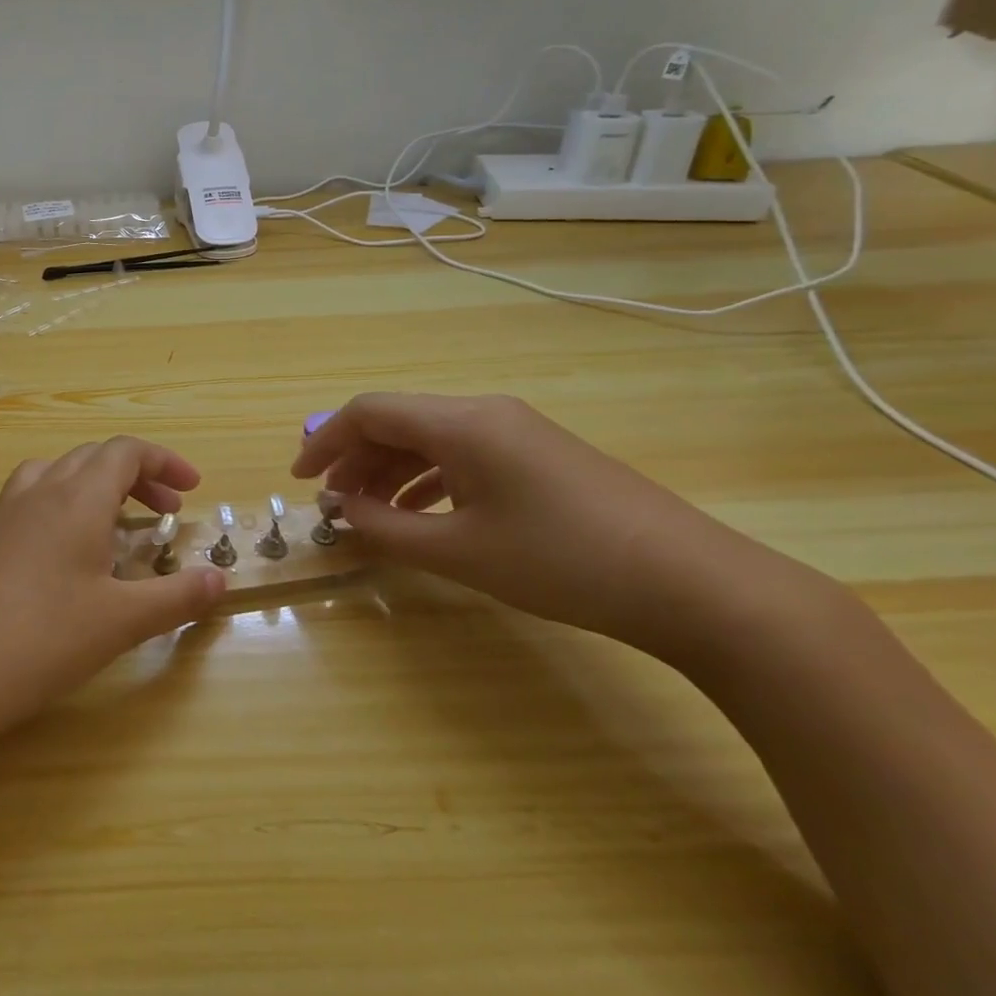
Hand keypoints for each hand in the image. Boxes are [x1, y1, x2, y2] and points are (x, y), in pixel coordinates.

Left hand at [0, 437, 225, 750]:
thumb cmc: (44, 638)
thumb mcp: (121, 621)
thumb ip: (176, 597)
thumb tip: (220, 580)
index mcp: (78, 497)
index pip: (126, 452)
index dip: (164, 460)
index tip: (192, 487)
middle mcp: (40, 492)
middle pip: (93, 457)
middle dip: (135, 475)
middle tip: (164, 509)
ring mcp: (4, 514)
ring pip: (55, 472)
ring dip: (92, 484)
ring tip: (112, 521)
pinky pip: (28, 500)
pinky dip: (58, 506)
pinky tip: (61, 552)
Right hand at [293, 392, 791, 658]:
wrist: (694, 584)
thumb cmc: (563, 561)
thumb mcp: (461, 552)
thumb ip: (388, 530)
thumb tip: (342, 514)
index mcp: (461, 422)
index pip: (369, 411)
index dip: (325, 441)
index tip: (301, 482)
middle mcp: (485, 413)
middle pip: (398, 421)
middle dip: (355, 460)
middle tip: (334, 506)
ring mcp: (518, 432)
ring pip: (430, 439)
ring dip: (390, 472)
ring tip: (370, 515)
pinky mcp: (540, 457)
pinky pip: (464, 455)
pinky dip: (429, 480)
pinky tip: (424, 516)